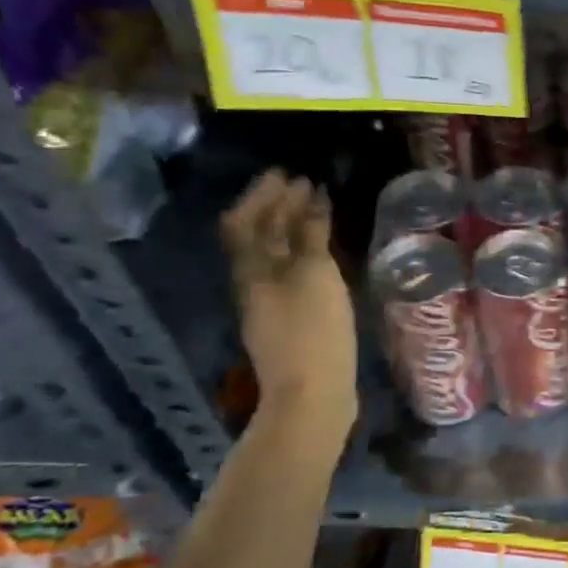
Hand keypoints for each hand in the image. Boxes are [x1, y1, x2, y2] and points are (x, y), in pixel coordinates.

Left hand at [221, 172, 356, 415]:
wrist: (313, 394)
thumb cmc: (314, 330)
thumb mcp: (314, 275)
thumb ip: (310, 235)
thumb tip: (309, 196)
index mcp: (253, 270)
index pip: (245, 221)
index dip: (262, 195)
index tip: (286, 173)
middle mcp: (254, 283)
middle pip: (258, 237)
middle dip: (277, 207)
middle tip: (303, 184)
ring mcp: (271, 305)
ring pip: (274, 256)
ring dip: (291, 229)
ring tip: (315, 213)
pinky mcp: (290, 322)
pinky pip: (290, 274)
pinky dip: (303, 253)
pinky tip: (322, 255)